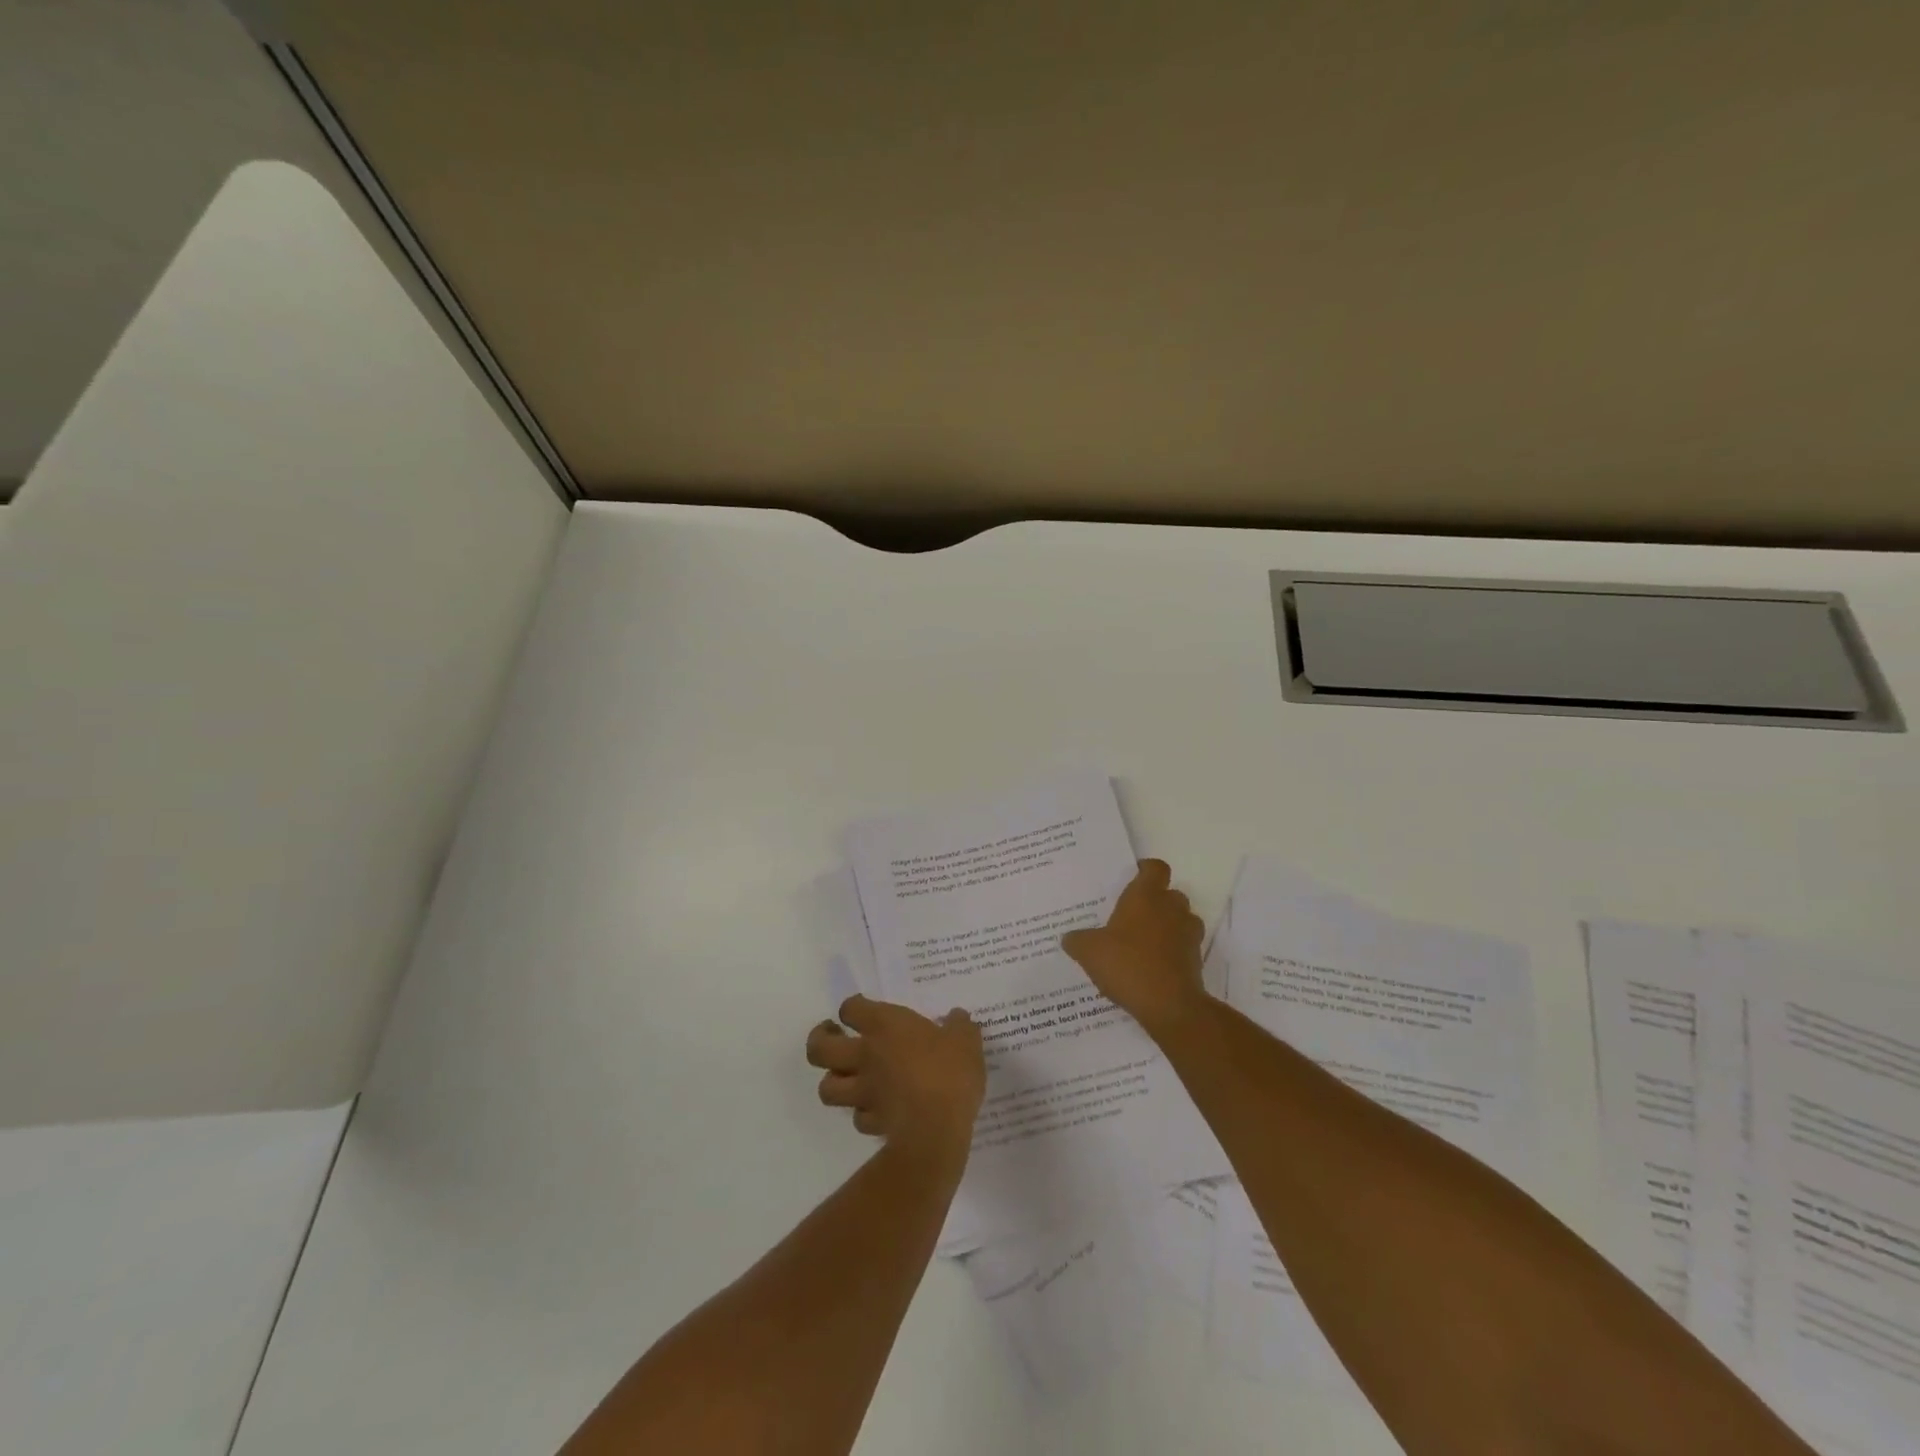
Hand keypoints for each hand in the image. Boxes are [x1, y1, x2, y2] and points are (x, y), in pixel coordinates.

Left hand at [806, 996, 985, 1161]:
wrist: (937, 1128)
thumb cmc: (949, 1072)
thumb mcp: (966, 1040)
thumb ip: (960, 1026)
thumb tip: (958, 1018)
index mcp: (884, 1026)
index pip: (851, 1008)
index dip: (853, 1008)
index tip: (861, 1011)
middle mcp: (865, 1055)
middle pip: (819, 1049)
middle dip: (819, 1041)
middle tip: (834, 1037)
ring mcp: (864, 1092)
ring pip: (827, 1088)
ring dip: (833, 1082)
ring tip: (847, 1077)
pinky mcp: (871, 1123)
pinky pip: (856, 1117)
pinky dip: (861, 1113)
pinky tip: (875, 1110)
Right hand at [1061, 859, 1206, 1033]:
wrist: (1169, 1006)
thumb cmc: (1127, 965)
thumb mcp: (1089, 951)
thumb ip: (1077, 940)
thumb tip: (1069, 938)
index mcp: (1146, 896)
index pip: (1155, 868)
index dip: (1146, 869)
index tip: (1133, 876)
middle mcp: (1171, 908)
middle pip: (1170, 894)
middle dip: (1155, 902)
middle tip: (1132, 916)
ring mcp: (1188, 934)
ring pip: (1181, 920)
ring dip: (1167, 927)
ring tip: (1143, 943)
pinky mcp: (1196, 960)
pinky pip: (1183, 947)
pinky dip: (1172, 952)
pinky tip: (1151, 967)